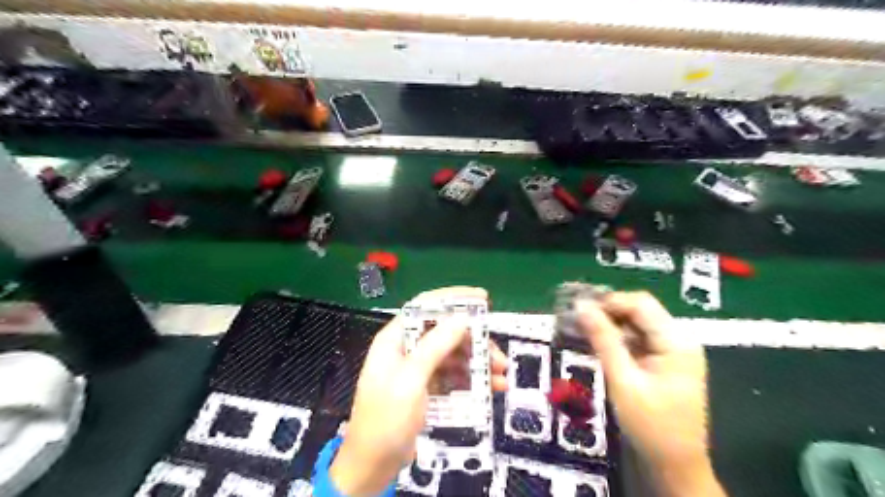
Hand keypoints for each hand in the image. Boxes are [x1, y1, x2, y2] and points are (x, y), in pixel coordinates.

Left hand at [330, 286, 508, 494]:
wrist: (373, 466)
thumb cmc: (386, 419)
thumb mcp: (411, 380)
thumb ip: (435, 346)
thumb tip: (461, 318)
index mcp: (396, 338)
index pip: (425, 306)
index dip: (454, 298)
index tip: (483, 298)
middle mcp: (407, 348)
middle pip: (445, 332)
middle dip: (474, 341)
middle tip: (498, 356)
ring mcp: (418, 368)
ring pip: (453, 354)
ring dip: (477, 362)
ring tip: (502, 376)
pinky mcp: (427, 386)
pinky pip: (453, 374)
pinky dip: (472, 379)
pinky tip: (491, 388)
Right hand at [579, 291, 721, 496]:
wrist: (676, 467)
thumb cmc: (651, 426)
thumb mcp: (622, 380)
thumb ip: (603, 339)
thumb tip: (581, 306)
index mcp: (677, 342)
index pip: (641, 304)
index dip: (609, 301)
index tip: (578, 309)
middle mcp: (679, 340)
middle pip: (640, 311)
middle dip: (608, 312)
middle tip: (577, 319)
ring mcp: (673, 352)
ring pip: (637, 324)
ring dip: (611, 325)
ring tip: (582, 330)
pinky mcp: (665, 362)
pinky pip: (639, 340)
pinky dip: (618, 339)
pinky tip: (598, 344)